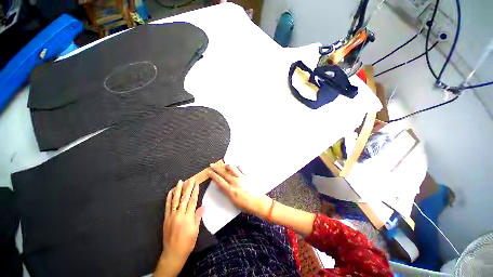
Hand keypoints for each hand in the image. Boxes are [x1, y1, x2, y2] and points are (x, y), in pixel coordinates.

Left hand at [154, 178, 203, 276]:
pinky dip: (169, 198)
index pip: (192, 201)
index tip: (197, 184)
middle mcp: (179, 214)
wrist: (173, 253)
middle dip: (188, 187)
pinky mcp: (166, 218)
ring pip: (175, 200)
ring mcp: (171, 215)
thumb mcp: (195, 231)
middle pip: (184, 198)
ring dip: (178, 190)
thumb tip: (203, 206)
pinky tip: (170, 192)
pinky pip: (167, 206)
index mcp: (188, 217)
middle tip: (191, 179)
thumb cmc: (187, 242)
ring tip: (180, 181)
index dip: (195, 192)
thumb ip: (198, 217)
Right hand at [208, 163, 270, 217]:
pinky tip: (237, 167)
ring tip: (225, 165)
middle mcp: (235, 182)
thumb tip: (221, 186)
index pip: (219, 180)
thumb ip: (227, 192)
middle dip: (217, 168)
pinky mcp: (247, 176)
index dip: (213, 175)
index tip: (209, 171)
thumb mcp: (233, 201)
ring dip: (227, 166)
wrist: (258, 202)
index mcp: (230, 190)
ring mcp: (241, 177)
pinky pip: (241, 168)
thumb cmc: (246, 205)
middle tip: (212, 164)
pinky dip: (238, 167)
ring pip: (232, 168)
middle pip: (224, 173)